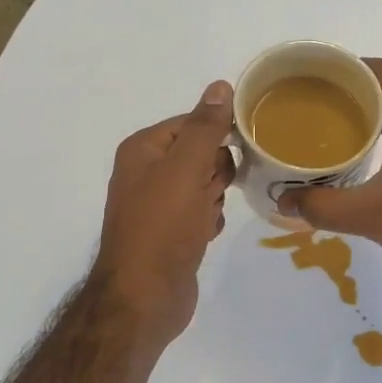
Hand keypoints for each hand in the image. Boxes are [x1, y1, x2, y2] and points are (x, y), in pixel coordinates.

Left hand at [92, 82, 236, 346]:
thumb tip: (221, 85)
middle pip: (202, 153)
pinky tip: (203, 236)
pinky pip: (202, 212)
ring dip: (214, 200)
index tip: (237, 153)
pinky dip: (209, 222)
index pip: (192, 122)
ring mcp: (158, 204)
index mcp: (144, 149)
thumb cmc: (163, 226)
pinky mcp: (171, 232)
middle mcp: (147, 172)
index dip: (217, 137)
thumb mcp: (187, 169)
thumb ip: (205, 127)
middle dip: (216, 174)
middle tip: (209, 193)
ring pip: (206, 184)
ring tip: (204, 219)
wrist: (145, 296)